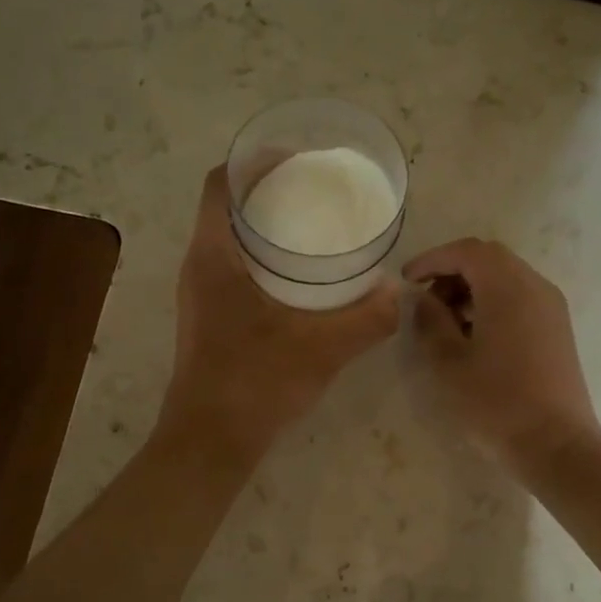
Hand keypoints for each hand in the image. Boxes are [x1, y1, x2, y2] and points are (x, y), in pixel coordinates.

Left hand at [159, 166, 400, 458]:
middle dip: (269, 191)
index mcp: (213, 256)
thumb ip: (368, 318)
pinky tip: (302, 278)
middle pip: (226, 206)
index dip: (254, 163)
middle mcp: (199, 266)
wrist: (211, 441)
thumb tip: (401, 292)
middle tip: (317, 192)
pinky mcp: (210, 317)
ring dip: (267, 226)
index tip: (298, 160)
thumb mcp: (323, 348)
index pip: (219, 184)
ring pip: (230, 239)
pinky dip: (265, 258)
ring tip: (314, 227)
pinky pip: (234, 267)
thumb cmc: (255, 383)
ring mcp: (201, 294)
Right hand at [403, 238, 598, 474]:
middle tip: (426, 301)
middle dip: (452, 272)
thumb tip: (423, 299)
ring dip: (472, 288)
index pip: (467, 251)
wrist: (556, 444)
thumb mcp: (449, 362)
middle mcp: (535, 286)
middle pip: (489, 259)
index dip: (433, 259)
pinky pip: (521, 298)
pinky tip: (474, 336)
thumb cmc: (496, 402)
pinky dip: (493, 303)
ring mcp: (551, 308)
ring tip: (446, 323)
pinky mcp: (557, 329)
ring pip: (506, 278)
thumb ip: (430, 321)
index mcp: (508, 287)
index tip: (408, 281)